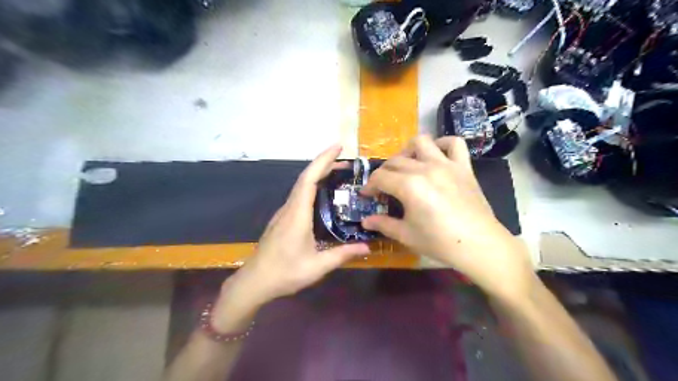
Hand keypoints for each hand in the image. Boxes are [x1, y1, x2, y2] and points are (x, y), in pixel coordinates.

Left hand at [215, 144, 370, 321]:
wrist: (254, 282)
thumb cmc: (285, 273)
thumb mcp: (317, 266)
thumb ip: (342, 254)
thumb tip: (367, 246)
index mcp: (297, 214)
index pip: (309, 179)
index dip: (323, 160)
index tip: (338, 147)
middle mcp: (289, 208)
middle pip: (306, 178)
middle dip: (325, 164)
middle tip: (347, 163)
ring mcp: (284, 213)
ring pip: (301, 186)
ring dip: (318, 175)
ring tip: (339, 174)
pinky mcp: (282, 220)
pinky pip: (299, 196)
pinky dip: (312, 187)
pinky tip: (323, 195)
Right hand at [360, 136, 535, 301]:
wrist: (479, 245)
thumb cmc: (439, 242)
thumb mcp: (406, 235)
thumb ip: (383, 224)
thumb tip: (365, 221)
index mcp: (409, 186)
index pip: (380, 177)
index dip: (369, 186)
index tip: (366, 195)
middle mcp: (425, 168)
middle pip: (396, 161)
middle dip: (384, 172)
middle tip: (384, 187)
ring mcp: (446, 164)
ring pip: (421, 142)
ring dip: (408, 150)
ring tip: (406, 164)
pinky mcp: (463, 166)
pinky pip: (454, 143)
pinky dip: (443, 144)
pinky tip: (436, 155)